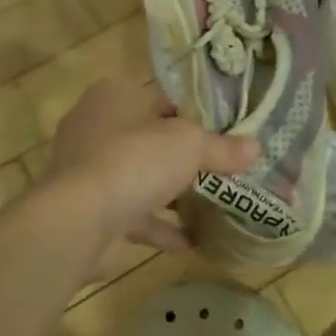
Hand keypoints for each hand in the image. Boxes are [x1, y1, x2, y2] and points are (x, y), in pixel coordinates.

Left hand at [43, 77, 258, 266]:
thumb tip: (256, 148)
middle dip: (183, 158)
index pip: (163, 99)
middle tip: (221, 170)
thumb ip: (222, 147)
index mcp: (115, 95)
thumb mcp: (191, 145)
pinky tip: (190, 241)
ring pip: (140, 176)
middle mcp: (96, 125)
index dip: (196, 116)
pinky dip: (158, 225)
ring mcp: (88, 169)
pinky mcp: (87, 207)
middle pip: (152, 138)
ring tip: (211, 205)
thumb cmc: (135, 160)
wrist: (79, 220)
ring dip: (171, 193)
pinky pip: (132, 212)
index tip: (224, 135)